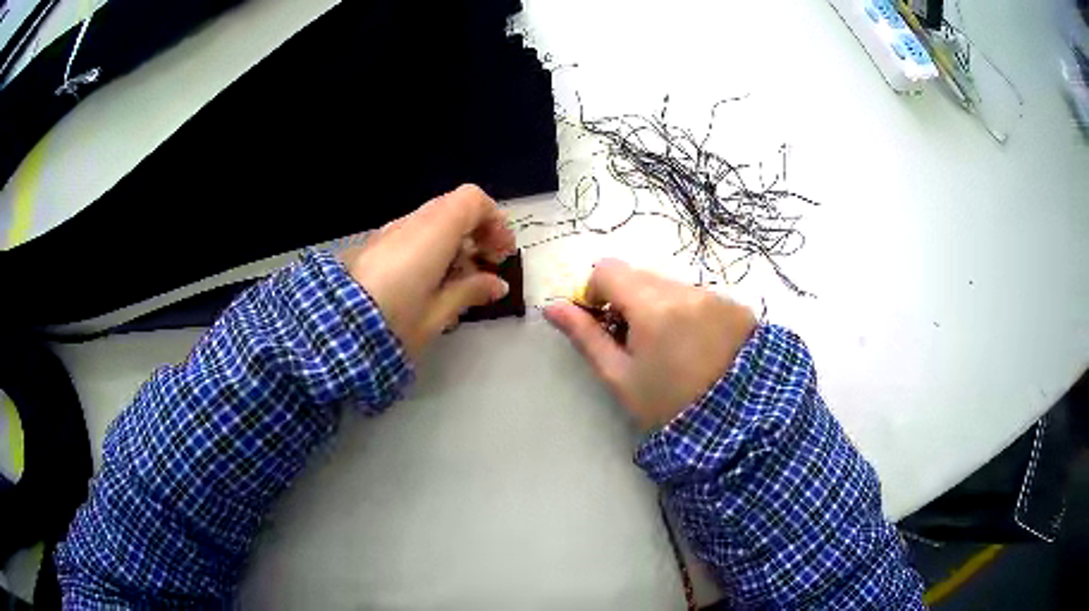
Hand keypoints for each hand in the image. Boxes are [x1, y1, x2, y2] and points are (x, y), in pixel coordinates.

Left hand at [342, 184, 514, 359]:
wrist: (334, 330)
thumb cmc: (394, 322)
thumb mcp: (438, 313)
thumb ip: (471, 291)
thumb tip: (498, 284)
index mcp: (433, 232)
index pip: (472, 200)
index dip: (494, 221)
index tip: (500, 253)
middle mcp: (411, 222)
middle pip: (453, 208)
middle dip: (475, 231)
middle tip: (485, 265)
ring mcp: (388, 232)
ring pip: (431, 221)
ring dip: (452, 241)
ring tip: (457, 280)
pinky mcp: (373, 245)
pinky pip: (411, 234)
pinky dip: (430, 247)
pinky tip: (428, 282)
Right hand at [544, 259, 756, 429]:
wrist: (737, 423)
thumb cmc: (668, 404)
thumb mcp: (620, 377)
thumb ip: (586, 337)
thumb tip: (552, 307)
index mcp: (652, 306)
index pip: (608, 269)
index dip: (594, 291)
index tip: (602, 321)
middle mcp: (685, 290)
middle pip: (640, 276)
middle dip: (627, 300)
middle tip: (634, 341)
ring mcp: (714, 295)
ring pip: (669, 285)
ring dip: (657, 306)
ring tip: (669, 348)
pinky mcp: (735, 306)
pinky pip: (697, 296)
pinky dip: (686, 312)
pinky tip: (696, 346)